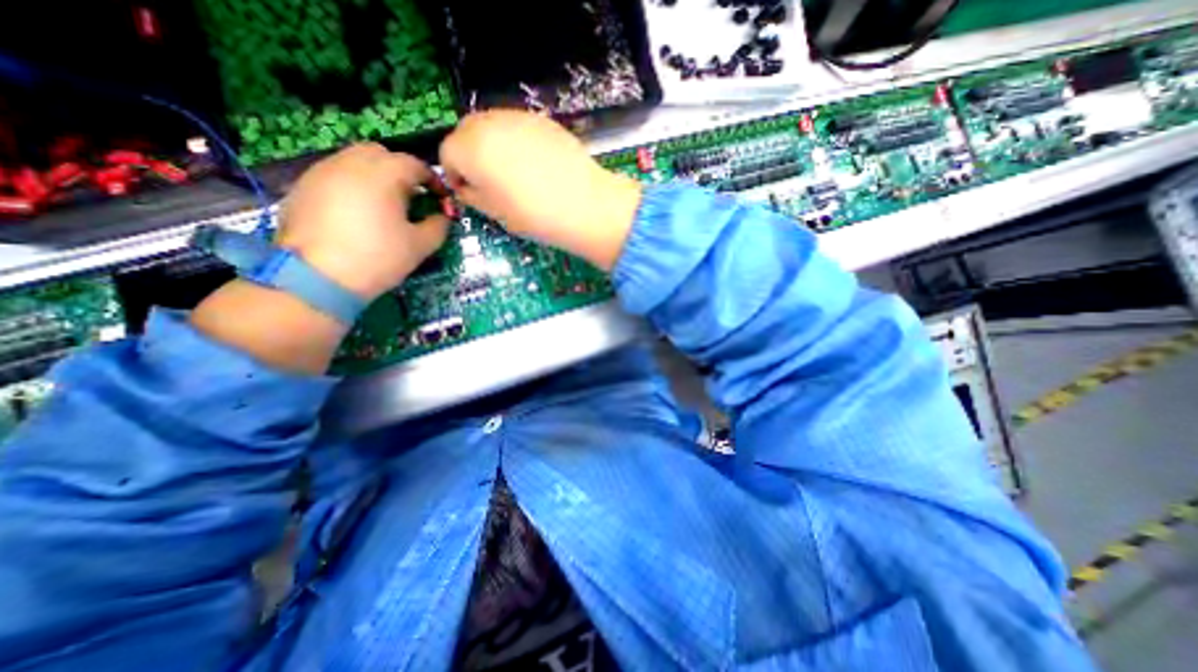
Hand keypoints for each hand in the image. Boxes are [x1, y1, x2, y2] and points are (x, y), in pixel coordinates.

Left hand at [279, 145, 450, 299]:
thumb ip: (438, 225)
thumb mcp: (420, 245)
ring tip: (385, 204)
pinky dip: (352, 185)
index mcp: (383, 175)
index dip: (433, 180)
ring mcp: (321, 172)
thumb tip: (443, 216)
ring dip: (375, 175)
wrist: (317, 277)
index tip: (441, 199)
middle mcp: (350, 163)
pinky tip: (357, 212)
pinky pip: (335, 175)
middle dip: (401, 170)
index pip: (415, 164)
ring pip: (354, 160)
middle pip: (381, 154)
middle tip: (412, 197)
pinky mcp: (303, 186)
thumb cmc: (378, 258)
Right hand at [438, 108, 646, 268]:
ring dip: (492, 146)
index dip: (455, 176)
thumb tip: (467, 187)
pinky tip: (535, 165)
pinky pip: (516, 127)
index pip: (446, 154)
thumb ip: (472, 196)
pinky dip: (515, 142)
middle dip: (470, 156)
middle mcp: (488, 123)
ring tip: (513, 174)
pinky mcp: (541, 119)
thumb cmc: (535, 216)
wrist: (584, 205)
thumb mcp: (495, 214)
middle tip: (488, 182)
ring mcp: (517, 117)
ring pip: (491, 127)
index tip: (469, 192)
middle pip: (465, 133)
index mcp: (470, 148)